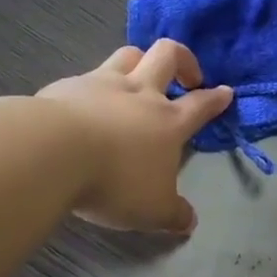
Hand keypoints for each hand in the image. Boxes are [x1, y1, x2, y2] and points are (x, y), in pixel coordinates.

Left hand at [37, 40, 232, 233]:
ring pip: (128, 54)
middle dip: (183, 59)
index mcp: (168, 121)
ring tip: (138, 76)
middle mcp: (139, 93)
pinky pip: (86, 75)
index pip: (201, 104)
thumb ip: (173, 214)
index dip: (216, 98)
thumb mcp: (152, 209)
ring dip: (140, 60)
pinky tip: (85, 104)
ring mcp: (101, 84)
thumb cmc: (115, 180)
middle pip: (167, 55)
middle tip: (186, 76)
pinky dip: (93, 86)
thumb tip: (189, 222)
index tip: (225, 92)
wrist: (52, 152)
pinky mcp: (66, 86)